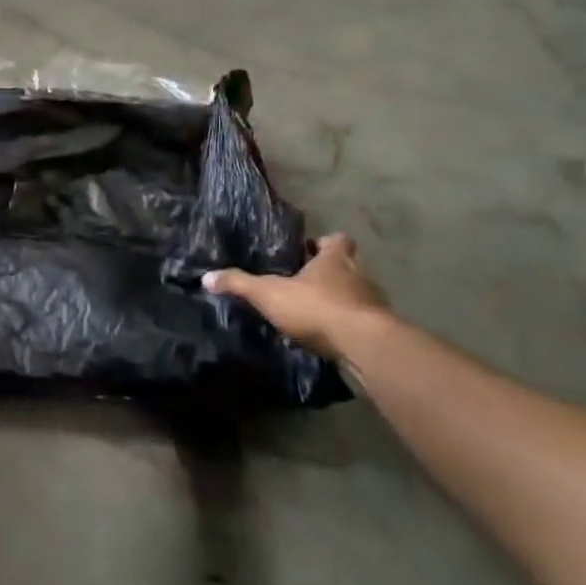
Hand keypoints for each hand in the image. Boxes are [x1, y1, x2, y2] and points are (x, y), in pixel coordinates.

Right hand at [204, 233, 389, 355]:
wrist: (363, 345)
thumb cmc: (316, 307)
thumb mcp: (269, 294)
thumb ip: (239, 284)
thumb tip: (206, 277)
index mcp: (334, 259)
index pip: (337, 239)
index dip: (325, 243)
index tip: (310, 250)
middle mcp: (358, 275)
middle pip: (348, 266)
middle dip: (330, 273)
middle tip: (306, 282)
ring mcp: (373, 303)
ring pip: (356, 294)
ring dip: (340, 300)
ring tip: (315, 312)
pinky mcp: (379, 330)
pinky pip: (361, 322)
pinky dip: (347, 326)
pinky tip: (329, 337)